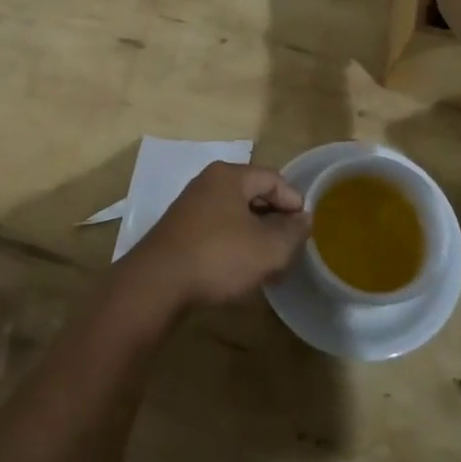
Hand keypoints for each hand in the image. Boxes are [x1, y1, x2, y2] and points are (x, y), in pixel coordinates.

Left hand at [119, 162, 308, 315]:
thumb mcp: (268, 249)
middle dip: (276, 221)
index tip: (305, 232)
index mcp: (230, 176)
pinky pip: (218, 229)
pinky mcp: (180, 230)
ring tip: (269, 264)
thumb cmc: (217, 258)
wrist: (156, 285)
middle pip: (254, 194)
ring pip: (236, 214)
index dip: (295, 203)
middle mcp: (208, 183)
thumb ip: (293, 232)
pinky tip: (241, 270)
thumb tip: (303, 219)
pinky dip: (235, 244)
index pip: (274, 179)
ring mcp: (191, 206)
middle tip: (289, 249)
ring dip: (256, 236)